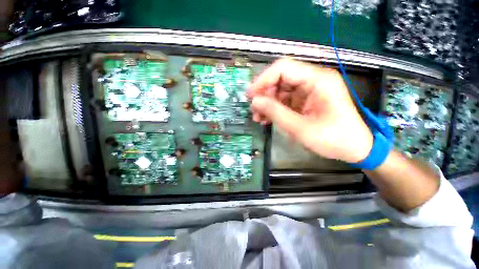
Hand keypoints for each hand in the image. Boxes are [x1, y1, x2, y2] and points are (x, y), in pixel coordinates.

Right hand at [248, 59, 372, 162]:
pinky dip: (274, 109)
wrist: (354, 148)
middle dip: (264, 94)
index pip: (283, 68)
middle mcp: (313, 80)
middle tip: (254, 110)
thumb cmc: (333, 139)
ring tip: (258, 117)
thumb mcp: (301, 128)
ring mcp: (309, 91)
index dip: (263, 80)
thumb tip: (255, 101)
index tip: (250, 95)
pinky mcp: (306, 101)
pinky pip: (285, 100)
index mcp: (317, 80)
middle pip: (280, 79)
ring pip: (280, 91)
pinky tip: (267, 119)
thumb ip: (276, 113)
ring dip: (267, 103)